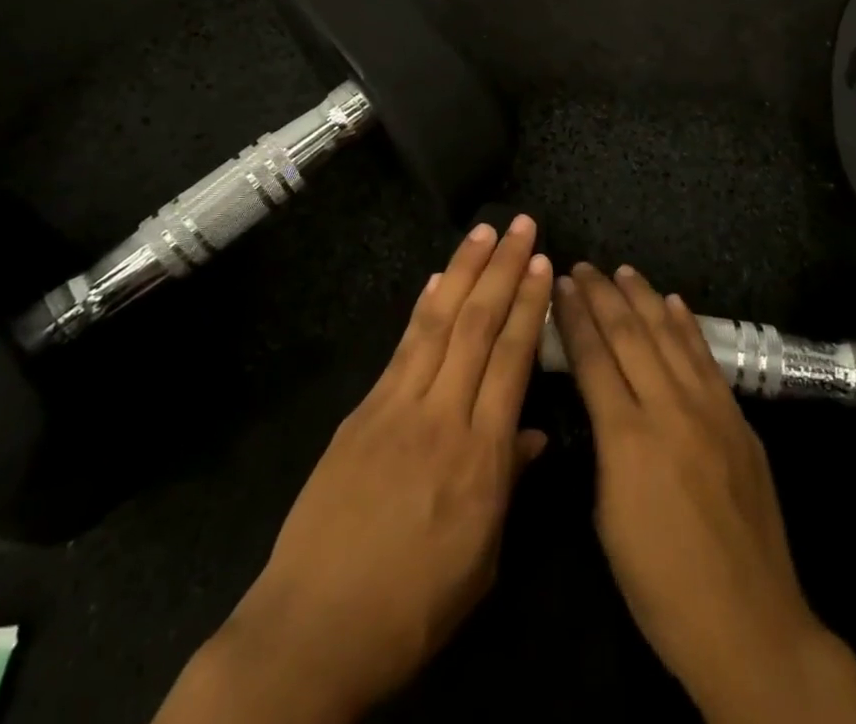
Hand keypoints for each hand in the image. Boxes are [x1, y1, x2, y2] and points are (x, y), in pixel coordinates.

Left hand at [154, 217, 552, 723]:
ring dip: (463, 270)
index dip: (529, 306)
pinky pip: (401, 347)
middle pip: (478, 326)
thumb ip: (509, 483)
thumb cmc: (412, 608)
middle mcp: (441, 416)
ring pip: (438, 323)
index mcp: (480, 458)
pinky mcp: (362, 411)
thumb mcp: (481, 561)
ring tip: (483, 232)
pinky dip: (423, 308)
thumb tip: (535, 432)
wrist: (313, 629)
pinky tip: (436, 282)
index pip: (512, 360)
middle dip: (502, 269)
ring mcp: (396, 407)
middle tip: (522, 225)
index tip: (543, 264)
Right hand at [552, 263, 855, 723]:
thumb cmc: (660, 584)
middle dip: (602, 294)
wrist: (749, 624)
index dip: (573, 317)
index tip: (558, 286)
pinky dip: (687, 326)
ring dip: (644, 298)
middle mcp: (668, 408)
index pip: (593, 357)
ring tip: (623, 271)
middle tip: (583, 267)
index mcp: (626, 437)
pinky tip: (675, 303)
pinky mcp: (738, 418)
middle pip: (629, 334)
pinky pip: (706, 359)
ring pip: (670, 335)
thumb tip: (601, 401)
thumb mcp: (608, 516)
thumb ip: (604, 445)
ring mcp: (710, 409)